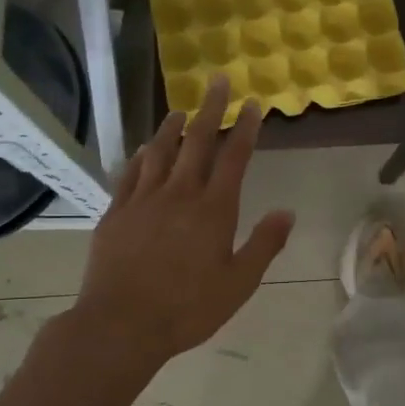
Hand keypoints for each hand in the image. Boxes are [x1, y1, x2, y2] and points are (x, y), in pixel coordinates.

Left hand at [73, 75, 293, 370]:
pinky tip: (145, 150)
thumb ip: (264, 244)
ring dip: (172, 128)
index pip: (234, 158)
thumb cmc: (188, 309)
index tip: (253, 104)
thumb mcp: (239, 283)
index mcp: (213, 210)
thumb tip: (288, 212)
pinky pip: (131, 175)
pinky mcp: (116, 213)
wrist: (121, 324)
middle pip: (197, 142)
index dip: (245, 128)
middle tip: (217, 81)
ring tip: (179, 111)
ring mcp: (143, 201)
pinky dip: (141, 157)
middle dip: (210, 109)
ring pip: (160, 152)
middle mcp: (179, 195)